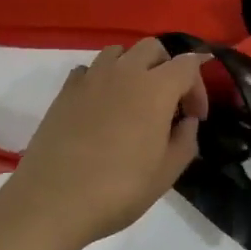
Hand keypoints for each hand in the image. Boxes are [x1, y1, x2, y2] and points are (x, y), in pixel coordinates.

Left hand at [5, 39, 210, 246]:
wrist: (52, 201)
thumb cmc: (118, 189)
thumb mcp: (166, 173)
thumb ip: (185, 140)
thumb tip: (186, 121)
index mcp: (155, 88)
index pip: (187, 65)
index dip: (198, 88)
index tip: (195, 118)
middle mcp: (124, 72)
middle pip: (153, 48)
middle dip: (167, 68)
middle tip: (168, 103)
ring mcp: (91, 78)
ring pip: (119, 52)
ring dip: (133, 67)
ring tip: (134, 99)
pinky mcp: (65, 91)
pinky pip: (90, 69)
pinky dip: (102, 79)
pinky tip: (102, 107)